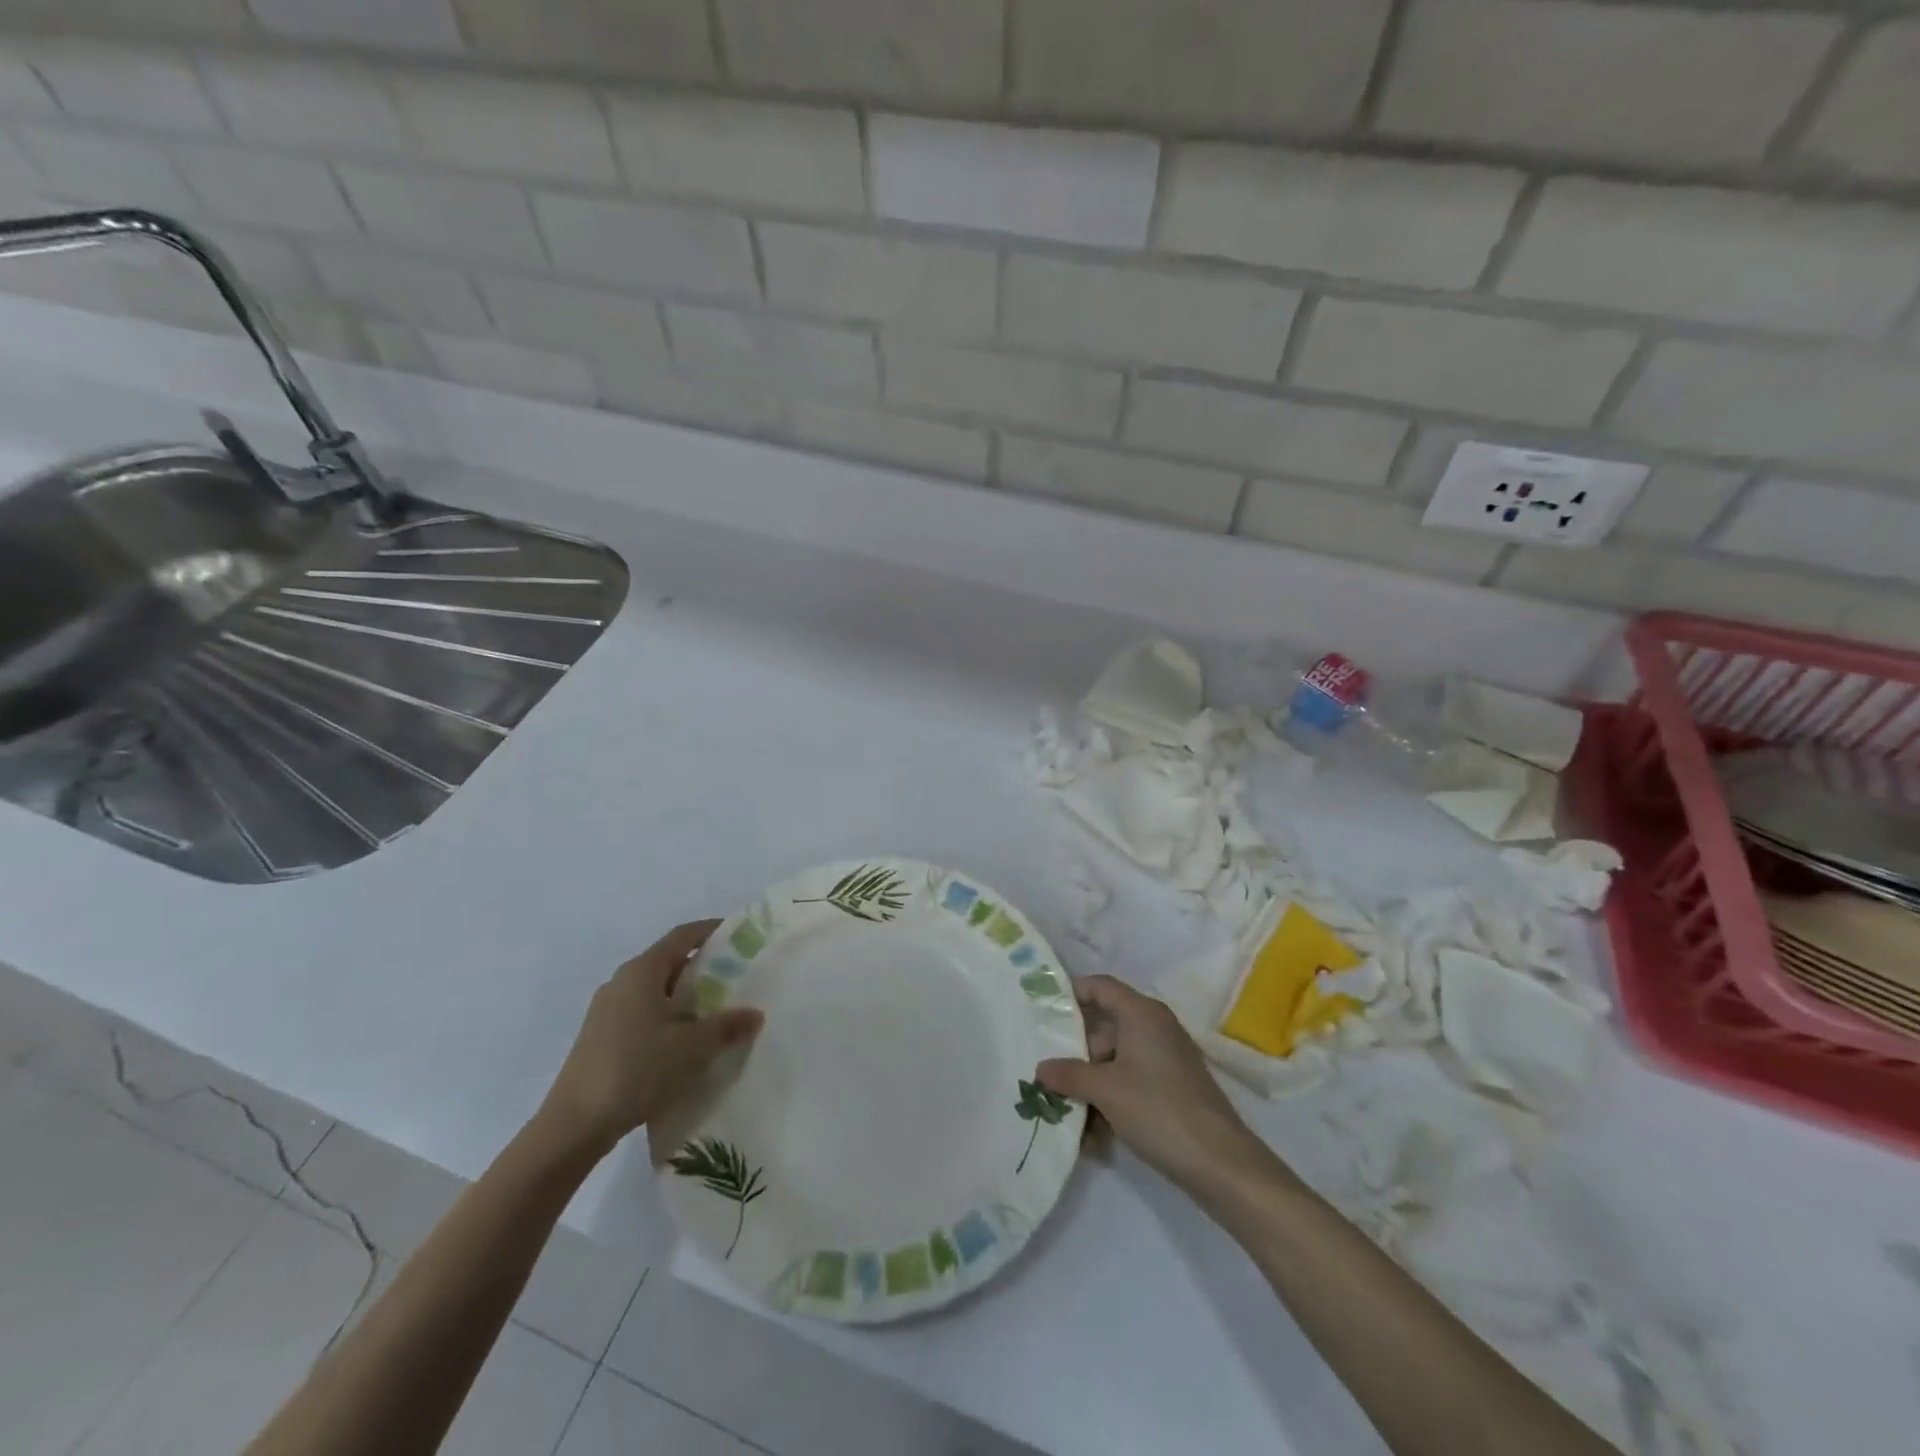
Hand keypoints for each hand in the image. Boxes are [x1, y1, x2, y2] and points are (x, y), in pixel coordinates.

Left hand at [540, 920, 763, 1155]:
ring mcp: (607, 1011)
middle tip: (737, 978)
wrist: (574, 1125)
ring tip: (717, 1013)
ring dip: (686, 996)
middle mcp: (621, 982)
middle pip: (669, 962)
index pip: (683, 936)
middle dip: (703, 967)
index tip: (740, 935)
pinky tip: (685, 1044)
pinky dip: (668, 1018)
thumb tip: (755, 1014)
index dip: (712, 930)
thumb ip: (727, 1026)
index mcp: (642, 971)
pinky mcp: (600, 1038)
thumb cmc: (636, 1069)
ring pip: (655, 991)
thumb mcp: (693, 1047)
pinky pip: (643, 1014)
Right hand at [1037, 975, 1269, 1195]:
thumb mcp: (1105, 1090)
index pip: (1100, 987)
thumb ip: (1069, 1074)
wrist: (1220, 1162)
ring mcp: (1165, 1059)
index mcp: (1141, 1013)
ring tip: (1065, 1114)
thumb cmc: (1158, 1109)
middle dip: (1075, 1055)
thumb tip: (1041, 1068)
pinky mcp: (1171, 1088)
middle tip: (1046, 1077)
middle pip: (1104, 1029)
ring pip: (1115, 1062)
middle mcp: (1154, 1027)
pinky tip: (1093, 1136)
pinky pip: (1131, 1083)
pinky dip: (1111, 1101)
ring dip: (1090, 1086)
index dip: (1071, 994)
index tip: (1042, 1012)